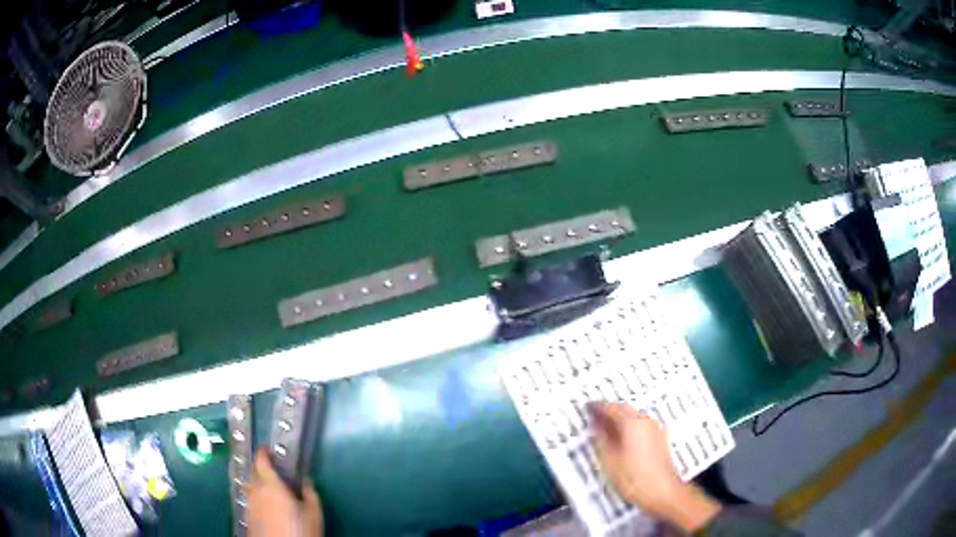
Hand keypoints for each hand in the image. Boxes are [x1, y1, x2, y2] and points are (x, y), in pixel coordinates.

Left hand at [246, 448, 322, 536]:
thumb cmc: (300, 531)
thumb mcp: (313, 513)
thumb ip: (309, 494)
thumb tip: (305, 481)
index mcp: (271, 485)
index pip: (261, 460)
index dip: (264, 452)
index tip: (269, 449)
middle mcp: (255, 490)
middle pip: (254, 472)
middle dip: (262, 468)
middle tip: (275, 470)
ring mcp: (249, 504)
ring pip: (251, 486)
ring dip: (259, 483)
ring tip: (273, 490)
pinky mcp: (248, 517)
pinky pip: (251, 500)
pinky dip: (258, 498)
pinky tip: (269, 508)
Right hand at [588, 402, 720, 532]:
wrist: (662, 491)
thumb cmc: (633, 477)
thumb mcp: (609, 459)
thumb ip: (601, 438)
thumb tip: (595, 424)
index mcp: (632, 422)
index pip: (612, 407)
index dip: (598, 407)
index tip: (586, 407)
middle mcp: (646, 420)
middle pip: (625, 410)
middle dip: (609, 411)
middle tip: (594, 416)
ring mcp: (655, 429)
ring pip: (634, 417)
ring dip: (619, 419)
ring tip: (605, 428)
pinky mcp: (659, 439)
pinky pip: (640, 426)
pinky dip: (628, 427)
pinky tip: (621, 438)